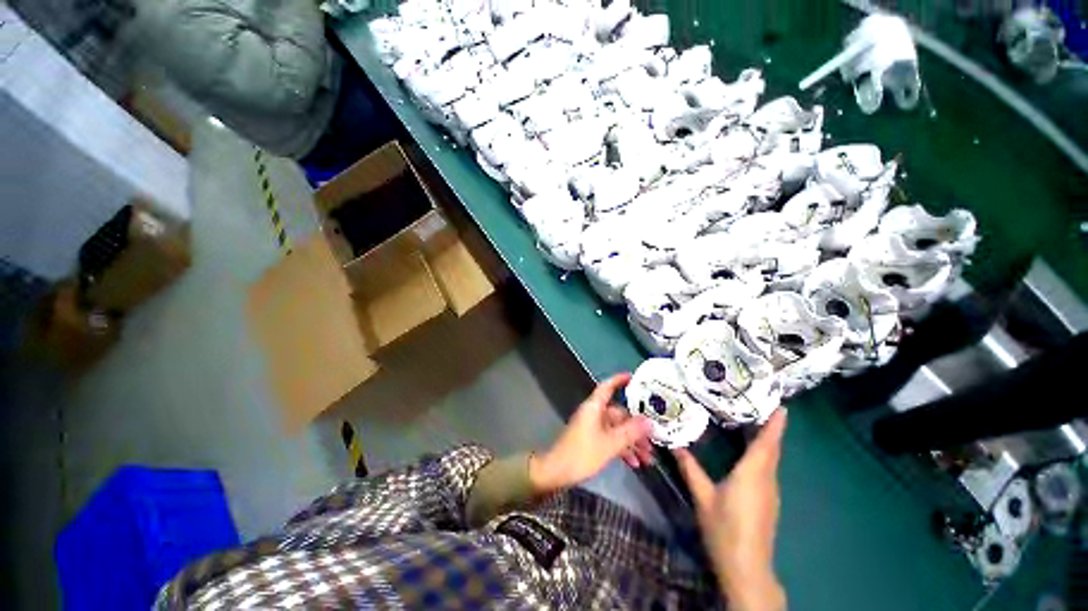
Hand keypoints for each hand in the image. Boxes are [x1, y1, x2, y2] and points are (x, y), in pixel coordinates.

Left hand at [529, 373, 653, 494]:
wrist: (558, 472)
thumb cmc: (583, 453)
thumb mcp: (610, 443)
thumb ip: (631, 432)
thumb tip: (650, 421)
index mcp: (595, 407)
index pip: (607, 387)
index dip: (619, 380)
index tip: (634, 378)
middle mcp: (594, 414)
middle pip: (619, 414)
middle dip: (637, 427)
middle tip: (655, 437)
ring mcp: (593, 427)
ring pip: (617, 429)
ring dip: (632, 442)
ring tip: (649, 457)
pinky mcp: (592, 440)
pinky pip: (611, 440)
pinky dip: (623, 449)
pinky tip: (635, 464)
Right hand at [674, 409, 787, 610]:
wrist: (746, 569)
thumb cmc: (724, 529)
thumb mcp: (702, 497)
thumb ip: (690, 469)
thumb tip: (674, 444)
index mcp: (752, 474)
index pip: (767, 444)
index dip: (775, 425)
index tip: (781, 406)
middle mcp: (766, 479)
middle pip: (771, 449)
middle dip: (770, 428)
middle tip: (757, 405)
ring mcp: (770, 492)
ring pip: (770, 460)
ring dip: (766, 441)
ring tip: (751, 422)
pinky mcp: (768, 501)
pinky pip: (767, 470)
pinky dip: (762, 455)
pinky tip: (748, 453)